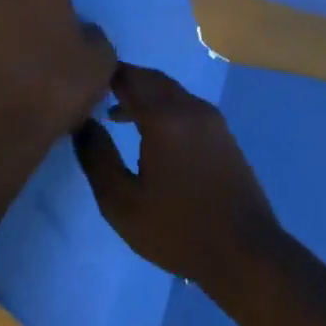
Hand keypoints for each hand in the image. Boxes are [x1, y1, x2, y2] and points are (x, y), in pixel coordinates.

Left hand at [0, 0, 116, 153]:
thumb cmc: (55, 87)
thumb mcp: (100, 62)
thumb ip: (95, 36)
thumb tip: (83, 32)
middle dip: (49, 7)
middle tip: (69, 36)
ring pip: (8, 19)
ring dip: (25, 33)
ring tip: (43, 68)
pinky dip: (5, 58)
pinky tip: (19, 88)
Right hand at [72, 64, 284, 289]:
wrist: (244, 252)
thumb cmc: (177, 230)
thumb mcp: (122, 202)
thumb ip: (97, 158)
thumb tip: (83, 124)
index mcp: (165, 118)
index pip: (129, 78)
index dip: (104, 74)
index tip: (80, 82)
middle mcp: (191, 108)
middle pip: (152, 79)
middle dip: (124, 81)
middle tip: (94, 95)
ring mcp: (212, 120)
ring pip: (172, 92)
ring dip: (145, 95)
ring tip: (117, 115)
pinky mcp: (224, 135)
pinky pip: (187, 106)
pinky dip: (164, 108)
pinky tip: (152, 134)